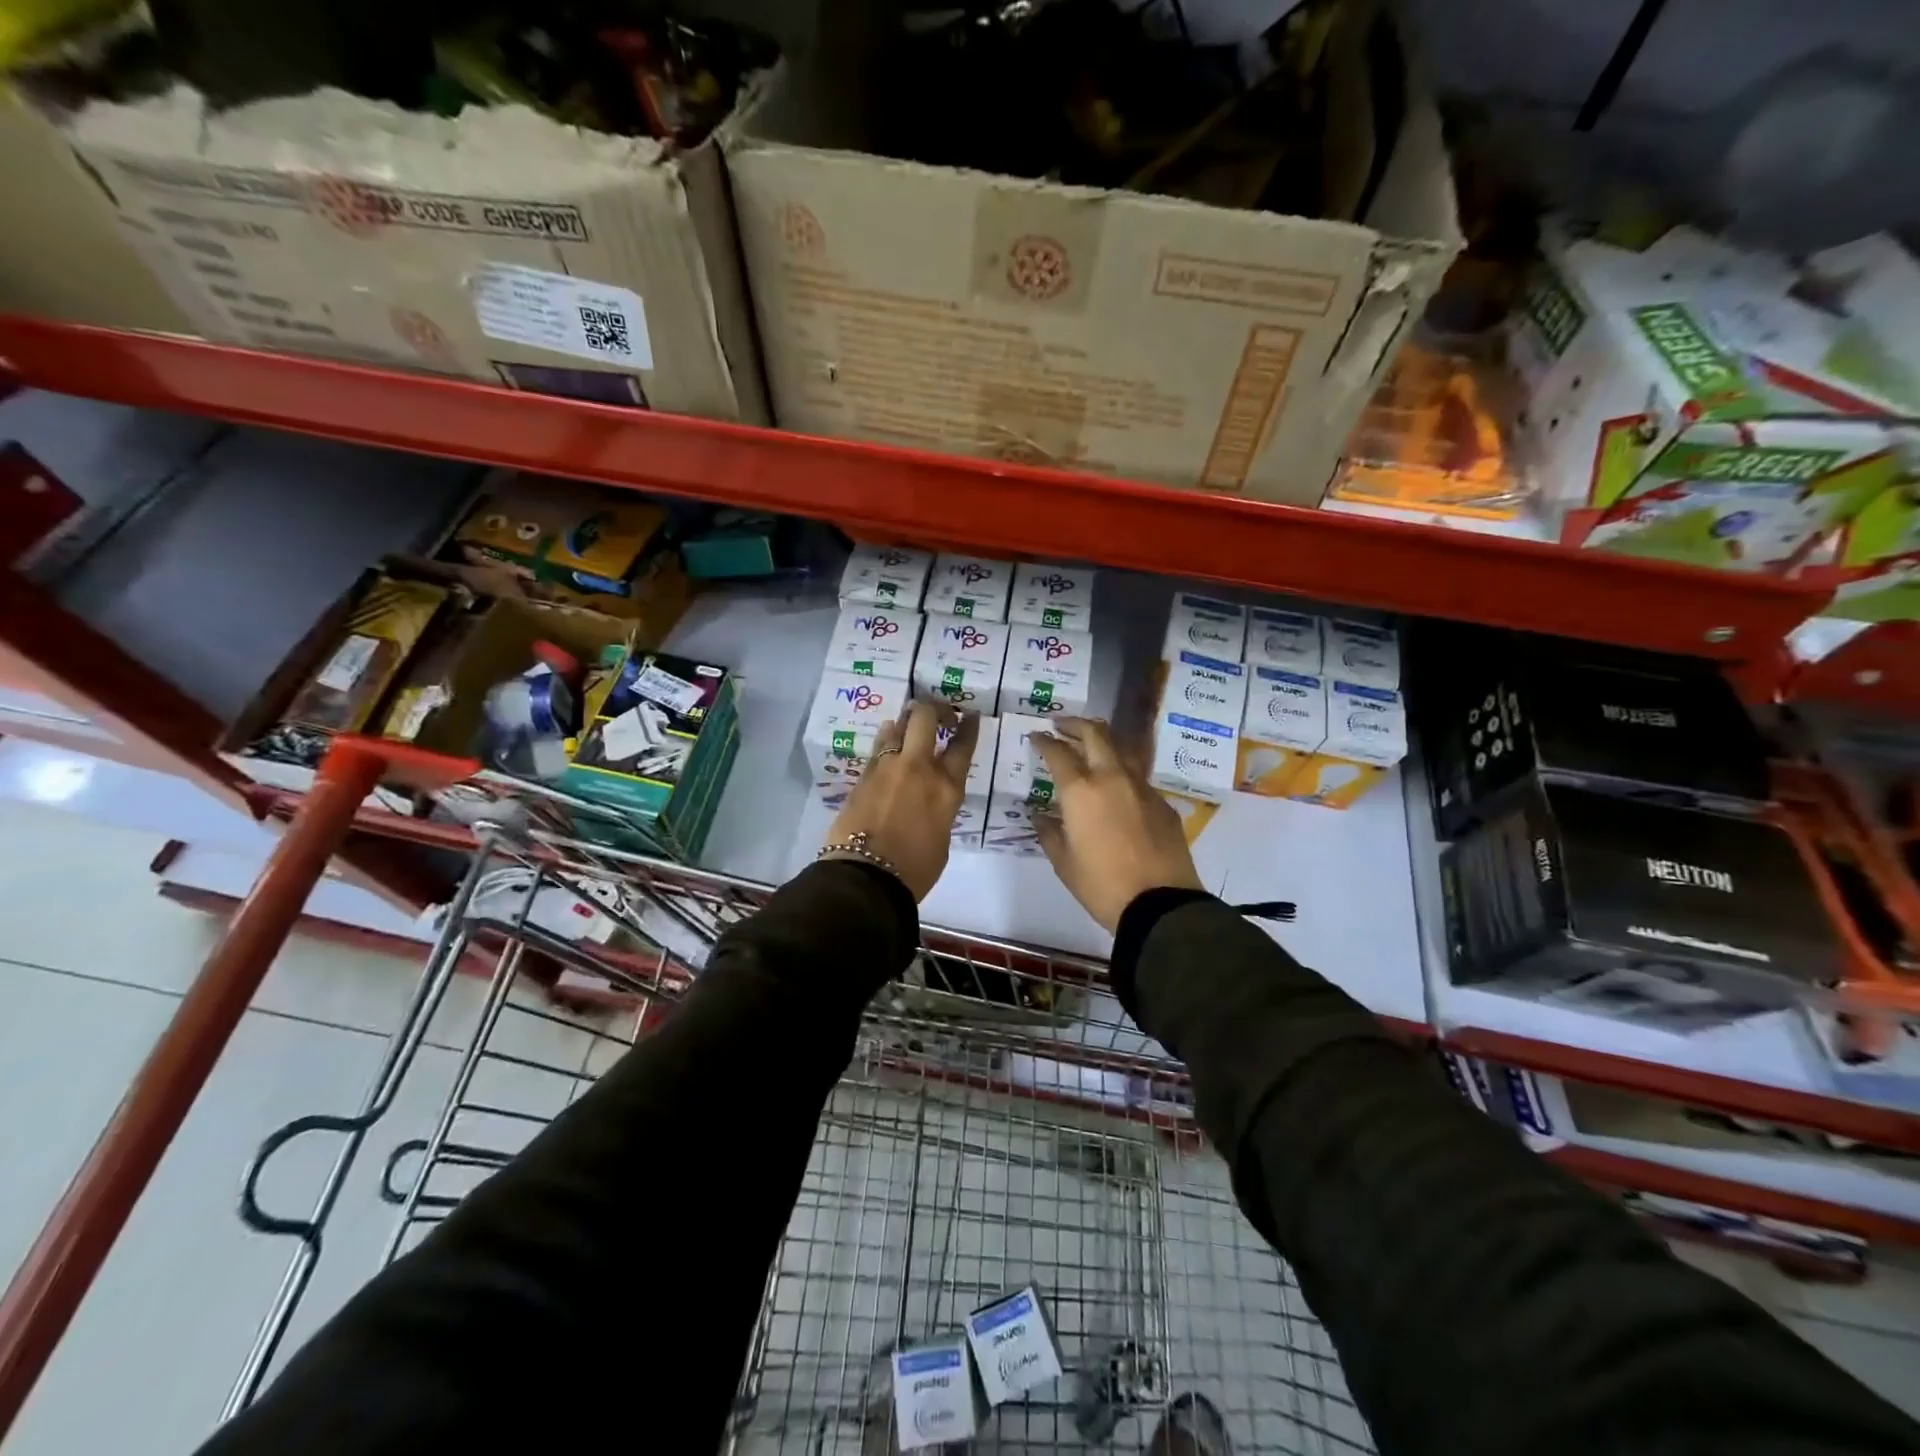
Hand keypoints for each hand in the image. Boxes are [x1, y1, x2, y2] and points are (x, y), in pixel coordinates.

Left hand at [822, 701, 979, 899]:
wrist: (867, 877)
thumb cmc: (915, 869)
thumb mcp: (941, 836)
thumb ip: (940, 808)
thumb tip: (930, 799)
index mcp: (946, 788)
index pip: (962, 746)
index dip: (968, 726)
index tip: (970, 715)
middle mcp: (918, 768)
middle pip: (925, 719)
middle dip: (933, 709)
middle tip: (938, 714)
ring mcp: (887, 768)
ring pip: (897, 727)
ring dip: (906, 722)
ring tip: (908, 725)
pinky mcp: (863, 776)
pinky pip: (878, 748)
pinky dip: (886, 740)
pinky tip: (888, 740)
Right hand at [1031, 717, 1203, 932]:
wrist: (1160, 904)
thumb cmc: (1102, 885)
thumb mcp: (1064, 863)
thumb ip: (1049, 833)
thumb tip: (1040, 815)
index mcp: (1081, 792)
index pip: (1058, 753)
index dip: (1044, 741)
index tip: (1036, 737)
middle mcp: (1112, 778)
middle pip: (1096, 735)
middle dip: (1076, 725)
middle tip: (1062, 726)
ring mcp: (1142, 788)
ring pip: (1122, 749)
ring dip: (1103, 742)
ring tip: (1091, 746)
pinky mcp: (1162, 803)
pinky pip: (1139, 777)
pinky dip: (1123, 772)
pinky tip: (1118, 788)